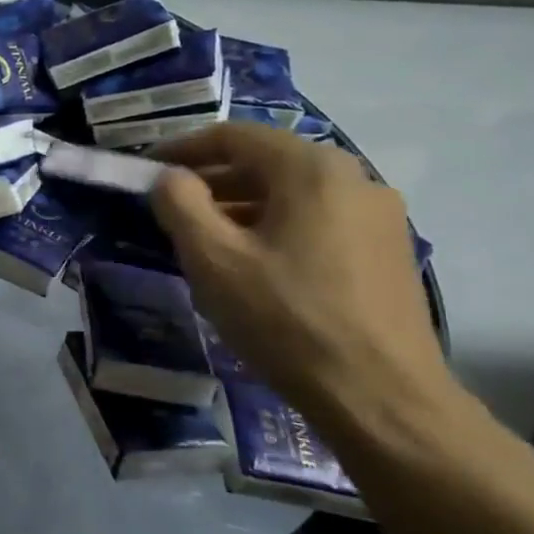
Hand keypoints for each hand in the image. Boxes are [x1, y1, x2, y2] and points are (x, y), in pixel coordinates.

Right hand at [148, 123, 450, 433]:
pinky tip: (253, 265)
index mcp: (312, 169)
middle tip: (169, 209)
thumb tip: (168, 178)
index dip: (182, 149)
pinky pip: (317, 221)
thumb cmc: (286, 319)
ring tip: (203, 241)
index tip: (146, 170)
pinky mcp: (387, 252)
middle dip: (211, 180)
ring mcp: (379, 216)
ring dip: (241, 206)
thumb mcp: (213, 259)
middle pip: (266, 162)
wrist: (381, 397)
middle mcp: (354, 178)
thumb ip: (179, 205)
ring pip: (292, 194)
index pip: (234, 136)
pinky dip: (274, 228)